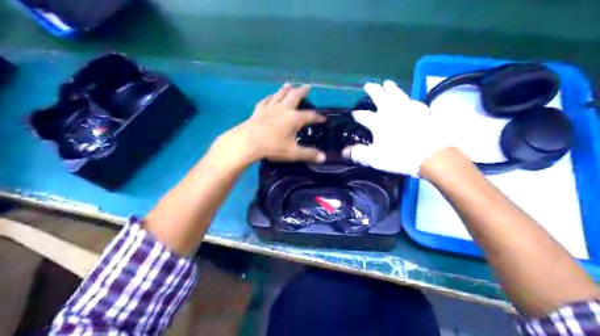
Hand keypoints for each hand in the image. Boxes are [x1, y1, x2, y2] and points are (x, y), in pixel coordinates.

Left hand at [212, 84, 325, 167]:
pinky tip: (270, 96)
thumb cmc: (272, 147)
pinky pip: (266, 100)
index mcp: (294, 118)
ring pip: (280, 94)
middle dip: (302, 91)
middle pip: (295, 96)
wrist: (247, 142)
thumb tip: (324, 158)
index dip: (318, 117)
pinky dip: (270, 97)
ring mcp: (270, 108)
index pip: (310, 115)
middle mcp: (284, 109)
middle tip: (307, 86)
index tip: (324, 119)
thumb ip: (308, 154)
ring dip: (286, 89)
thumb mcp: (293, 153)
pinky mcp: (258, 110)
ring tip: (290, 84)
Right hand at [345, 81, 446, 176]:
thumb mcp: (375, 158)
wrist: (430, 154)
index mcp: (378, 122)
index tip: (353, 113)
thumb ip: (359, 153)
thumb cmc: (400, 156)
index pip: (363, 115)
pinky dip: (409, 99)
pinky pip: (414, 101)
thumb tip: (345, 151)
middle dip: (373, 90)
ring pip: (397, 94)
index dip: (357, 114)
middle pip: (380, 96)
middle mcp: (391, 111)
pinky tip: (410, 100)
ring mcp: (408, 108)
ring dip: (391, 88)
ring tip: (387, 83)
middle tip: (368, 85)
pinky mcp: (423, 111)